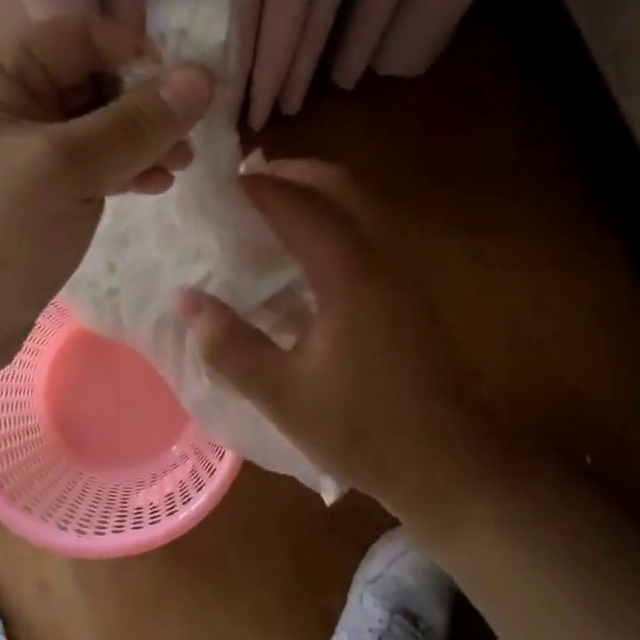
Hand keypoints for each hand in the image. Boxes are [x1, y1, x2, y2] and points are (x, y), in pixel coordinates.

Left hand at [0, 17, 213, 410]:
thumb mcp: (68, 168)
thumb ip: (137, 123)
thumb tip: (203, 78)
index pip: (80, 37)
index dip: (137, 55)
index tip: (187, 92)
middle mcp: (3, 103)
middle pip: (89, 81)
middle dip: (143, 106)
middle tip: (188, 141)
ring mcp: (15, 152)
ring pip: (91, 128)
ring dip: (138, 141)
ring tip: (178, 167)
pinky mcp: (28, 195)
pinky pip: (83, 166)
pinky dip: (118, 170)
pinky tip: (152, 186)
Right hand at [177, 160, 507, 510]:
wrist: (454, 466)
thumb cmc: (366, 430)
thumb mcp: (284, 396)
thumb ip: (230, 345)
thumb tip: (185, 300)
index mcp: (351, 276)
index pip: (300, 207)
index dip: (258, 188)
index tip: (218, 183)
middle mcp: (382, 260)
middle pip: (341, 187)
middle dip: (293, 173)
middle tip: (247, 183)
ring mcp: (402, 274)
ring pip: (360, 206)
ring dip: (316, 193)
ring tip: (269, 209)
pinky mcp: (408, 294)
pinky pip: (367, 231)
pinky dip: (332, 219)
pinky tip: (303, 256)